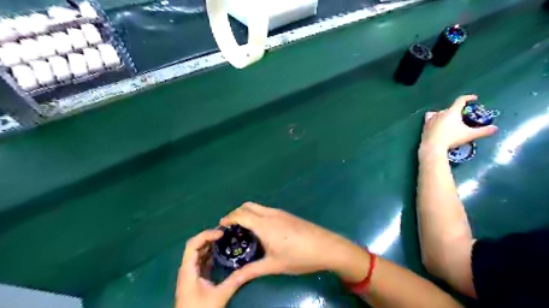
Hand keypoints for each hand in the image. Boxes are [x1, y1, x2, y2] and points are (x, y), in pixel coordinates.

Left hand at [175, 230, 259, 306]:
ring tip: (225, 239)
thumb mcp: (219, 296)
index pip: (193, 244)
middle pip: (195, 246)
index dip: (206, 235)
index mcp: (188, 270)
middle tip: (225, 233)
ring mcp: (190, 273)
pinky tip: (221, 253)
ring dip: (209, 244)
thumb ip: (234, 281)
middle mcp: (187, 268)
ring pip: (198, 252)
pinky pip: (201, 260)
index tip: (221, 233)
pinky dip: (210, 254)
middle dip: (209, 237)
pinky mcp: (194, 278)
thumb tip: (250, 268)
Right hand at [219, 202, 367, 283]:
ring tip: (243, 228)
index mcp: (264, 224)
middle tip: (230, 226)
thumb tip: (233, 278)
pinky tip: (261, 229)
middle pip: (248, 206)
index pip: (241, 215)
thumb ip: (251, 271)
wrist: (326, 247)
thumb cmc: (299, 256)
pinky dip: (257, 214)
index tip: (220, 225)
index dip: (229, 218)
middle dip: (236, 213)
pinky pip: (266, 210)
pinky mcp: (287, 215)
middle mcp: (270, 214)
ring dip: (247, 212)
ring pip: (258, 206)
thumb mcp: (273, 265)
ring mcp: (280, 212)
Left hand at [421, 96, 498, 154]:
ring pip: (439, 112)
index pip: (460, 100)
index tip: (474, 98)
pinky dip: (434, 118)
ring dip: (445, 114)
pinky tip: (436, 122)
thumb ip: (483, 131)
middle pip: (450, 108)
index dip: (468, 98)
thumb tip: (495, 129)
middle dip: (458, 111)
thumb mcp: (470, 135)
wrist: (433, 146)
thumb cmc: (452, 139)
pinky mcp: (425, 125)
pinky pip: (429, 118)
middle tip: (463, 117)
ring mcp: (431, 119)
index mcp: (452, 112)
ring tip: (450, 120)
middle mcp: (440, 113)